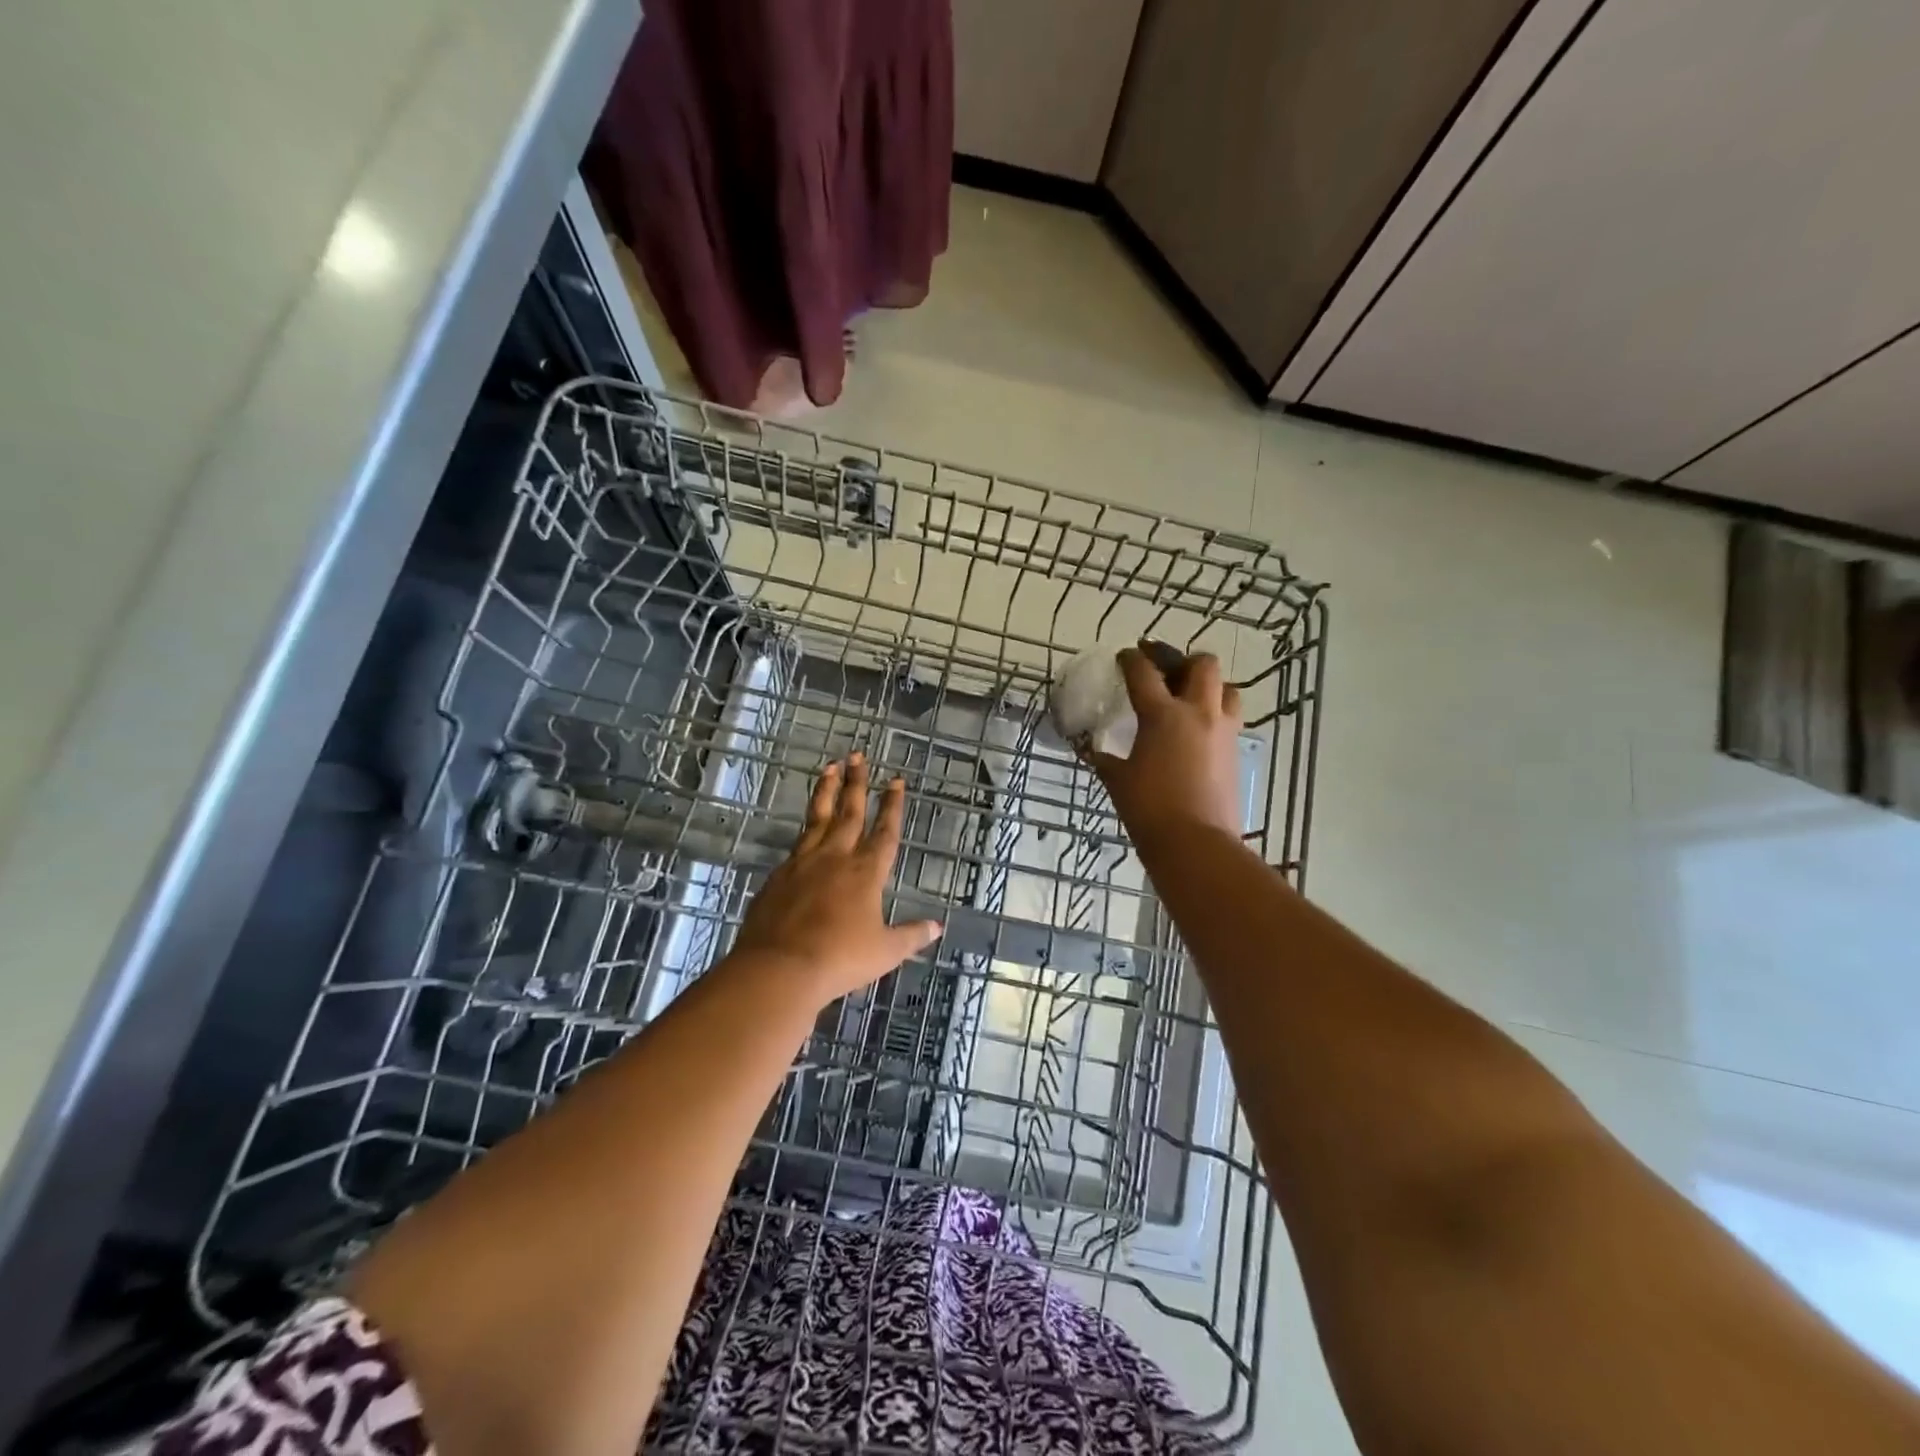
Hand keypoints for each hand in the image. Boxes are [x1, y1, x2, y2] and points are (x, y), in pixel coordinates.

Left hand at [728, 753, 942, 1003]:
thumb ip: (911, 935)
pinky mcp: (780, 875)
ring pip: (818, 817)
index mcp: (866, 872)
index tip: (895, 780)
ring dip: (826, 791)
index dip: (892, 805)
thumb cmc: (839, 959)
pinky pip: (797, 843)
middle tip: (857, 755)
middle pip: (849, 812)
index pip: (884, 831)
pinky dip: (806, 826)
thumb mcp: (884, 952)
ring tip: (830, 767)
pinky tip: (806, 824)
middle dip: (856, 782)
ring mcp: (804, 862)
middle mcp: (836, 857)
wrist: (779, 967)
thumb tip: (937, 926)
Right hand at [1087, 647, 1244, 844]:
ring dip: (1207, 685)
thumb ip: (1103, 758)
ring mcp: (1222, 731)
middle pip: (1201, 664)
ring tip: (1188, 697)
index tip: (1124, 656)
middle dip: (1181, 660)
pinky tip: (1196, 730)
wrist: (1195, 843)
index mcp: (1163, 715)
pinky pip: (1229, 718)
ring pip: (1225, 688)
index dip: (1131, 659)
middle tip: (1163, 669)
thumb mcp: (1117, 780)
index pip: (1144, 672)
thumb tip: (1089, 749)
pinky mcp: (1235, 752)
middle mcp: (1198, 713)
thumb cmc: (1149, 809)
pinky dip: (1214, 714)